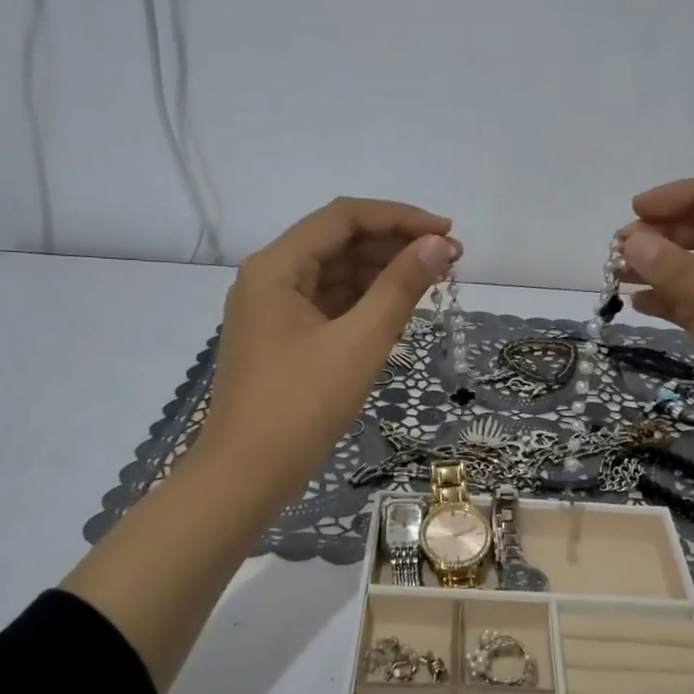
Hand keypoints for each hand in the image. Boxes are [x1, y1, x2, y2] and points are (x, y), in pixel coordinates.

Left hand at [196, 197, 457, 510]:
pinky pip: (328, 305)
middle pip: (338, 242)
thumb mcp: (358, 343)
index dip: (399, 217)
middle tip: (449, 261)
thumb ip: (400, 288)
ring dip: (382, 273)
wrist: (245, 476)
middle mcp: (269, 278)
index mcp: (276, 267)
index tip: (447, 232)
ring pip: (334, 275)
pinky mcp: (281, 339)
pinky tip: (398, 309)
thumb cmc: (300, 406)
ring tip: (432, 283)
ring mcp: (272, 310)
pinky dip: (363, 303)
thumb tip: (439, 245)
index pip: (343, 217)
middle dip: (394, 246)